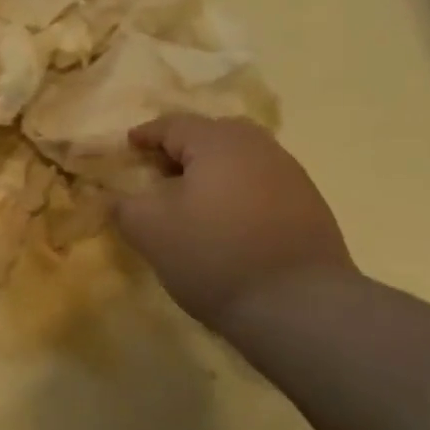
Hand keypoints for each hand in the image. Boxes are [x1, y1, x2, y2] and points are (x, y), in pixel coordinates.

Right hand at [113, 114, 354, 329]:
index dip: (146, 134)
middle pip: (213, 136)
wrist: (298, 304)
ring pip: (240, 161)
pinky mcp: (309, 207)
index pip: (173, 125)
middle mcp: (259, 147)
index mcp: (218, 141)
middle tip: (159, 172)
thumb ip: (124, 204)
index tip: (128, 146)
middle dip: (183, 149)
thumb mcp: (148, 229)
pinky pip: (261, 185)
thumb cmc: (212, 254)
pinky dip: (236, 193)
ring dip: (212, 173)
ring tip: (191, 200)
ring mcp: (291, 175)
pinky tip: (226, 223)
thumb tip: (120, 197)